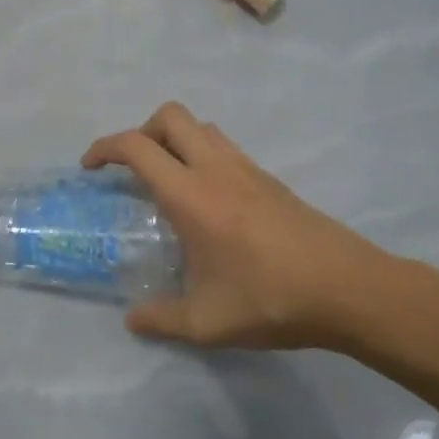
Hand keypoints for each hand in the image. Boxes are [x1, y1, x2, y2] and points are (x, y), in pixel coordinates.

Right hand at [83, 102, 395, 348]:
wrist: (348, 289)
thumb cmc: (271, 300)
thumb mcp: (206, 322)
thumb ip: (161, 319)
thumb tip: (132, 320)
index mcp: (192, 195)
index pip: (137, 147)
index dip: (104, 147)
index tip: (90, 168)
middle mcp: (217, 169)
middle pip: (170, 116)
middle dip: (140, 131)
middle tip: (131, 170)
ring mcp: (248, 170)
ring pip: (202, 126)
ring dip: (175, 139)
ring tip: (166, 180)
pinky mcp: (271, 180)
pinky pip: (225, 147)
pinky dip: (203, 155)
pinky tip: (207, 201)